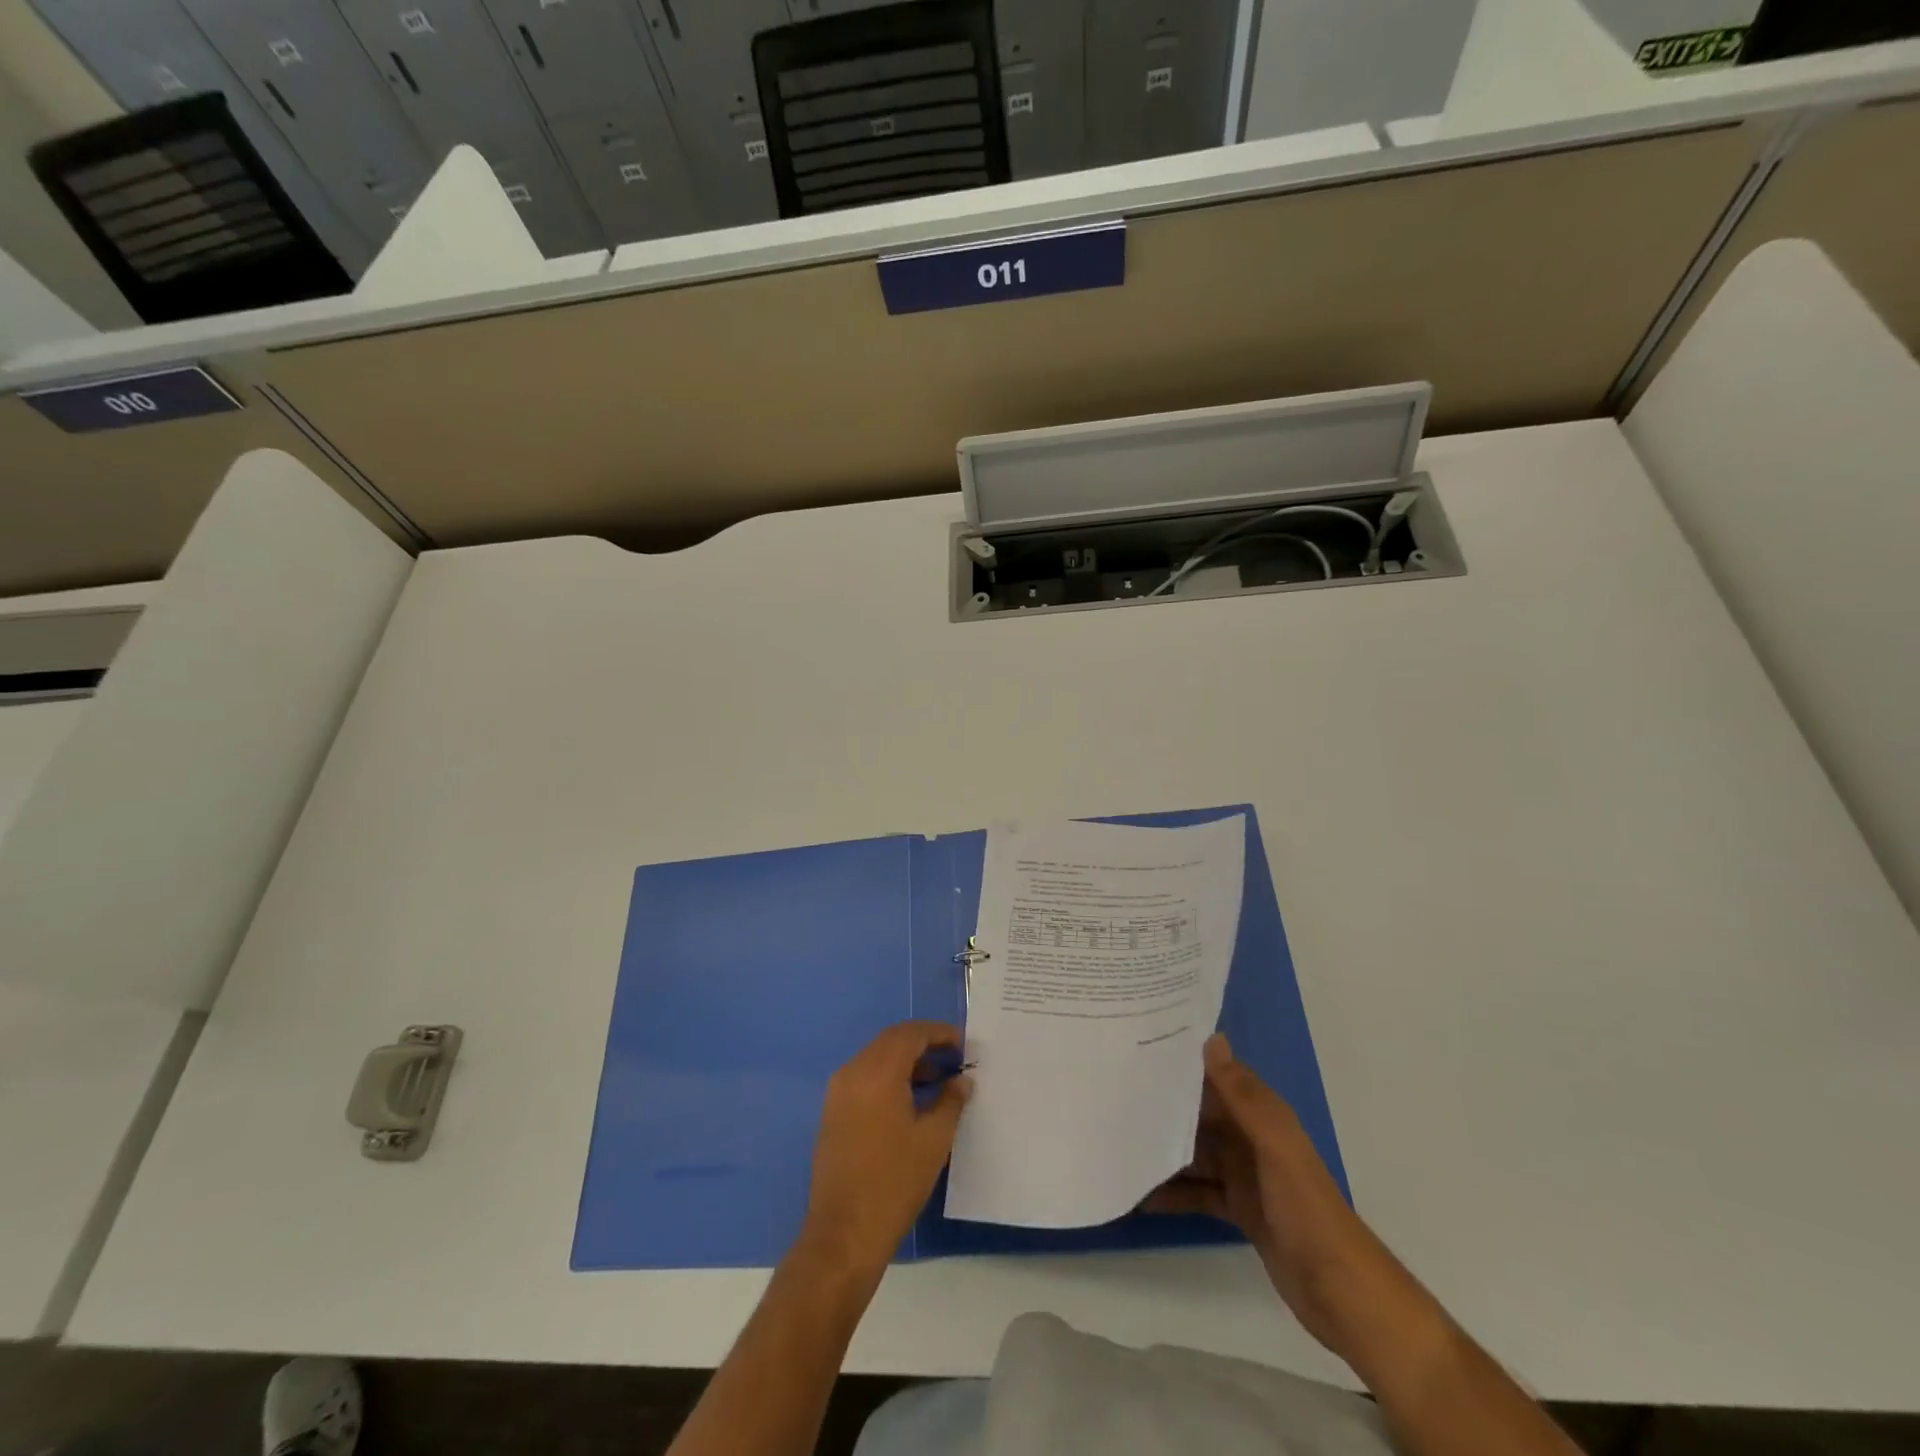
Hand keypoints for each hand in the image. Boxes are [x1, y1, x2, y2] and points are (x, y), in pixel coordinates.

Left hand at [801, 1021, 971, 1282]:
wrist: (844, 1233)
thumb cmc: (894, 1182)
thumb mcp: (934, 1140)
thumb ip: (951, 1101)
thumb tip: (962, 1080)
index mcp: (877, 1072)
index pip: (910, 1034)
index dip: (938, 1033)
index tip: (962, 1044)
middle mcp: (853, 1072)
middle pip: (891, 1041)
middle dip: (923, 1043)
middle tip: (952, 1057)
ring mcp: (838, 1092)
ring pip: (876, 1058)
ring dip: (905, 1061)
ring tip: (937, 1080)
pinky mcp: (832, 1112)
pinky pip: (864, 1078)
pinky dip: (888, 1077)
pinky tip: (910, 1100)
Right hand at [1145, 1033, 1428, 1360]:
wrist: (1341, 1291)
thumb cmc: (1305, 1208)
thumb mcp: (1274, 1146)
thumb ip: (1242, 1095)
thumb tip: (1211, 1037)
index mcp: (1261, 1115)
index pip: (1216, 1076)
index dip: (1182, 1063)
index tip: (1139, 1048)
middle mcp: (1251, 1138)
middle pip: (1200, 1114)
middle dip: (1163, 1107)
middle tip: (1114, 1098)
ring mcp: (1245, 1176)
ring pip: (1195, 1153)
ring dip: (1163, 1151)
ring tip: (1118, 1144)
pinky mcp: (1240, 1210)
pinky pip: (1199, 1192)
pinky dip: (1174, 1193)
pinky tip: (1141, 1197)